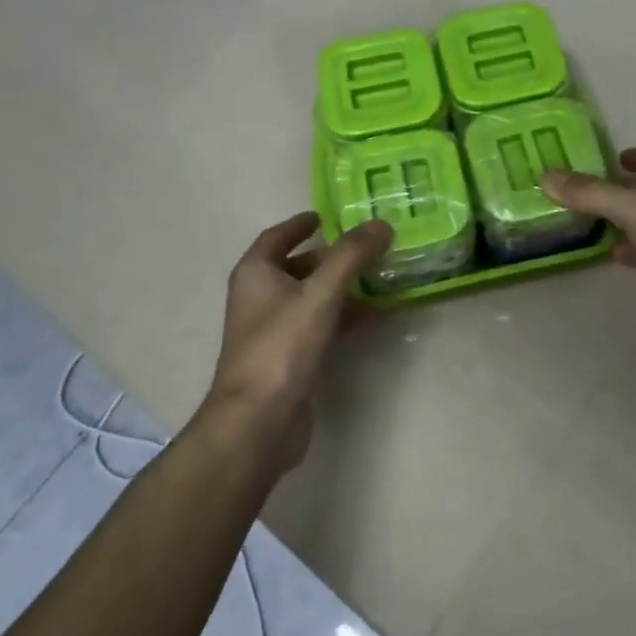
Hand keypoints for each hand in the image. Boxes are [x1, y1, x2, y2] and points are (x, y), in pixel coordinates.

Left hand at [202, 212, 391, 470]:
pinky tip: (370, 316)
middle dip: (328, 256)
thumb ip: (351, 256)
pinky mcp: (286, 359)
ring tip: (376, 277)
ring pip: (309, 298)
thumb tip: (380, 224)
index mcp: (255, 273)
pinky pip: (316, 325)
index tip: (326, 215)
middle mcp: (258, 298)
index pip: (276, 237)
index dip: (299, 224)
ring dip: (339, 287)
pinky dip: (340, 316)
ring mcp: (271, 331)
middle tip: (365, 247)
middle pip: (295, 266)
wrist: (259, 420)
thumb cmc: (282, 346)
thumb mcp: (320, 293)